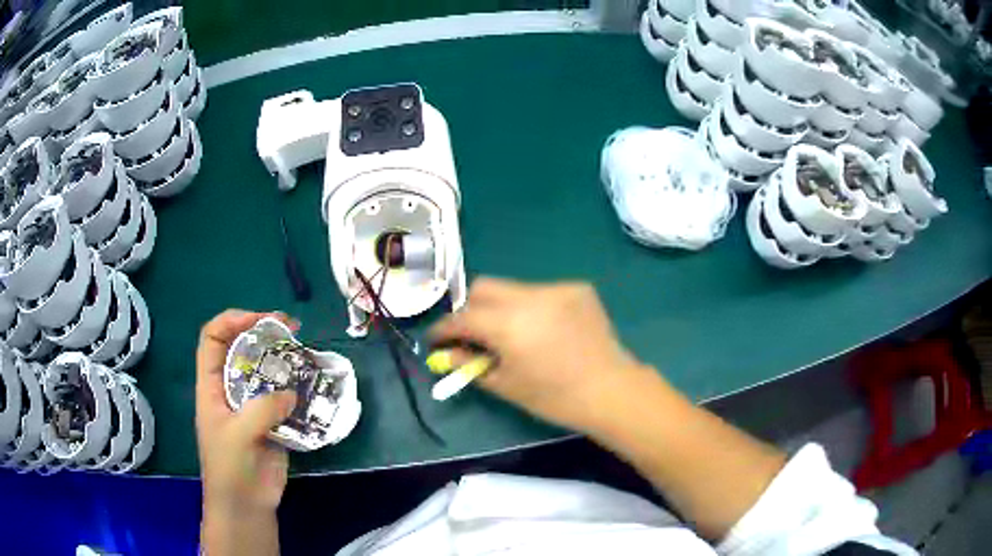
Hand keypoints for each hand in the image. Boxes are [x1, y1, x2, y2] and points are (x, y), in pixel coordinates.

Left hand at [196, 309, 297, 515]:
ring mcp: (252, 406)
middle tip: (290, 327)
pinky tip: (311, 385)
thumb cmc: (229, 468)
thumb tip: (290, 394)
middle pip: (241, 348)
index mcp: (211, 386)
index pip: (212, 339)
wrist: (246, 505)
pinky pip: (284, 398)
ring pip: (265, 371)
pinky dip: (297, 389)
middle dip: (262, 332)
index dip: (231, 321)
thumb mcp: (237, 434)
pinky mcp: (272, 422)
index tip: (259, 321)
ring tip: (304, 351)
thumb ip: (262, 409)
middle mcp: (230, 389)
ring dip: (282, 359)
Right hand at [429, 278, 651, 432]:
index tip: (436, 339)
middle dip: (471, 308)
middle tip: (473, 333)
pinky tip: (544, 329)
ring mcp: (556, 288)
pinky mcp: (577, 288)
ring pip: (513, 288)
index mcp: (508, 324)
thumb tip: (445, 354)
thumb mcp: (506, 385)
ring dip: (502, 307)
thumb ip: (470, 364)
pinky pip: (541, 292)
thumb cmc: (554, 397)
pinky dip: (532, 306)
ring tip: (514, 333)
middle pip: (483, 287)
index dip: (444, 328)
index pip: (462, 317)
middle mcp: (530, 296)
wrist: (610, 390)